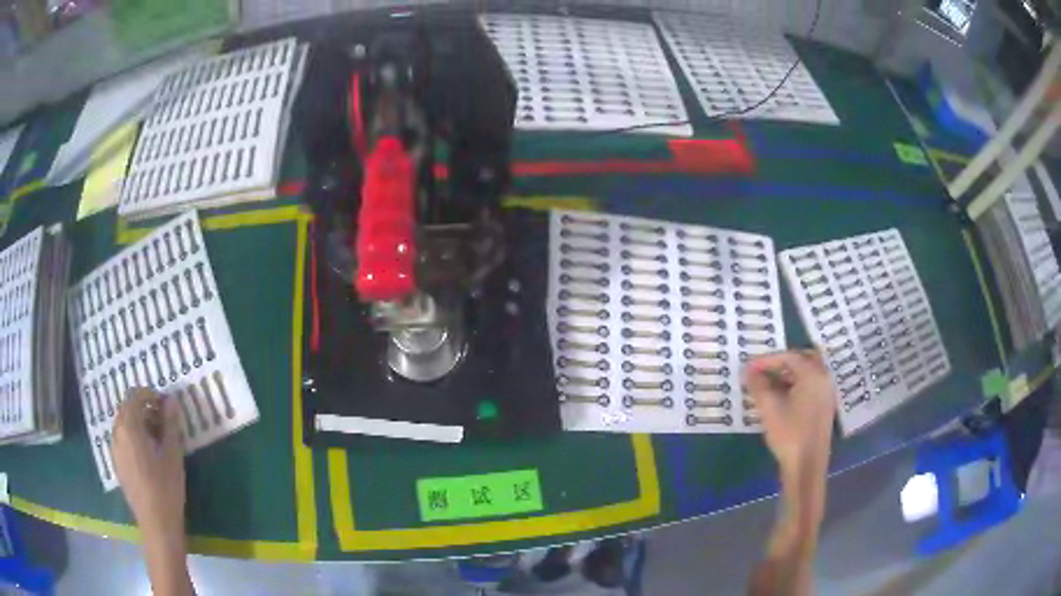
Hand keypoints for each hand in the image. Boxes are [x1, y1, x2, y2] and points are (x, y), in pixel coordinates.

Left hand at [113, 388, 185, 535]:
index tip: (167, 407)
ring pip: (124, 424)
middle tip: (165, 423)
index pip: (135, 396)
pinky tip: (149, 455)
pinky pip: (122, 439)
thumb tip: (171, 401)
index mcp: (129, 427)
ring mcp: (115, 449)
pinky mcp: (117, 464)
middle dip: (145, 409)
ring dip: (139, 423)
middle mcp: (117, 433)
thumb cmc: (166, 489)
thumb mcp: (173, 455)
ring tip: (158, 440)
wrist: (156, 526)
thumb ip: (170, 425)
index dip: (151, 395)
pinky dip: (134, 437)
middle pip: (127, 408)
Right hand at [743, 350, 835, 478]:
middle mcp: (823, 379)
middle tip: (761, 370)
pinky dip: (794, 385)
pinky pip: (809, 386)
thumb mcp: (769, 409)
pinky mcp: (823, 408)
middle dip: (781, 363)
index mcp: (813, 375)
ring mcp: (825, 394)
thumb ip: (758, 386)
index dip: (766, 360)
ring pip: (806, 374)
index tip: (748, 367)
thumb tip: (748, 371)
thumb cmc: (789, 434)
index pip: (788, 357)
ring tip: (766, 385)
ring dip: (787, 375)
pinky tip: (779, 398)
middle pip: (803, 360)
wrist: (806, 466)